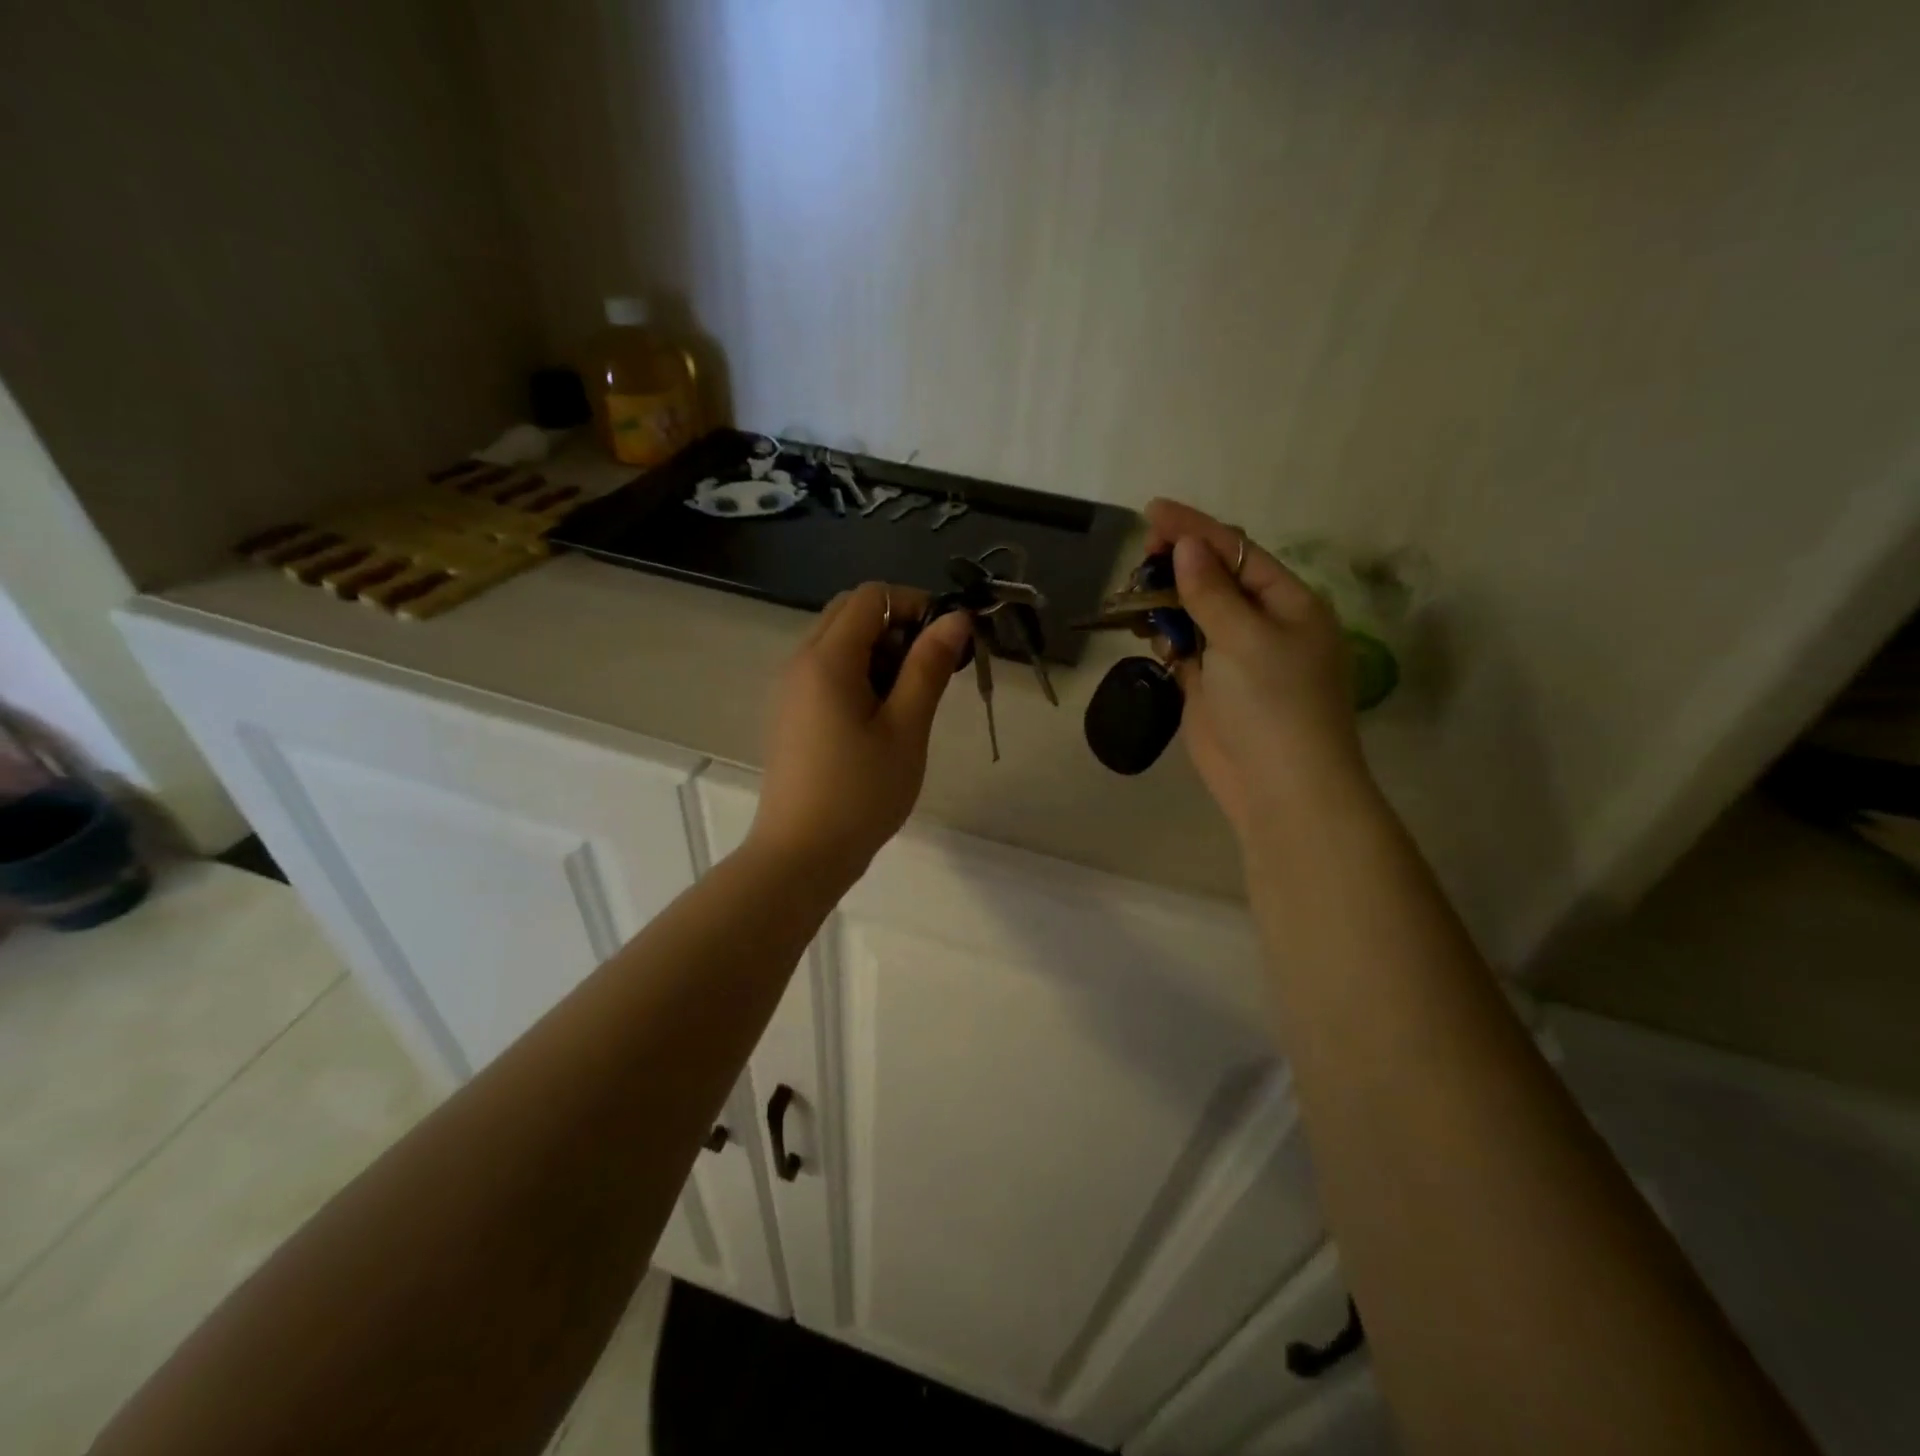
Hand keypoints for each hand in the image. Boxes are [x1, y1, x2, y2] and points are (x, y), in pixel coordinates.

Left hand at [747, 582, 972, 882]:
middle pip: (850, 613)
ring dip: (878, 653)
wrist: (801, 855)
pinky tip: (879, 720)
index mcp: (827, 658)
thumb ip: (929, 667)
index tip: (946, 644)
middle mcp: (800, 661)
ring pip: (838, 642)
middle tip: (928, 672)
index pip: (872, 596)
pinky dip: (857, 675)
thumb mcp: (906, 729)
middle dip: (896, 627)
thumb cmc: (861, 793)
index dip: (914, 605)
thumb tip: (955, 619)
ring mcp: (790, 688)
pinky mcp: (790, 713)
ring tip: (908, 702)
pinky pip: (825, 672)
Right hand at [1144, 500, 1373, 843]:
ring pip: (1194, 613)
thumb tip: (1187, 545)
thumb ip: (1211, 591)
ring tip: (1136, 597)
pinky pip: (1185, 648)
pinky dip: (1166, 638)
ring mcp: (1237, 657)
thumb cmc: (1274, 704)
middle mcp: (1264, 623)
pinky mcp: (1212, 686)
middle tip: (1140, 560)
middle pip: (1214, 579)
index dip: (1195, 529)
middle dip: (1177, 565)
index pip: (1237, 552)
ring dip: (1166, 602)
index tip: (1152, 511)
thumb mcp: (1245, 638)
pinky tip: (1149, 634)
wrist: (1279, 787)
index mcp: (1289, 603)